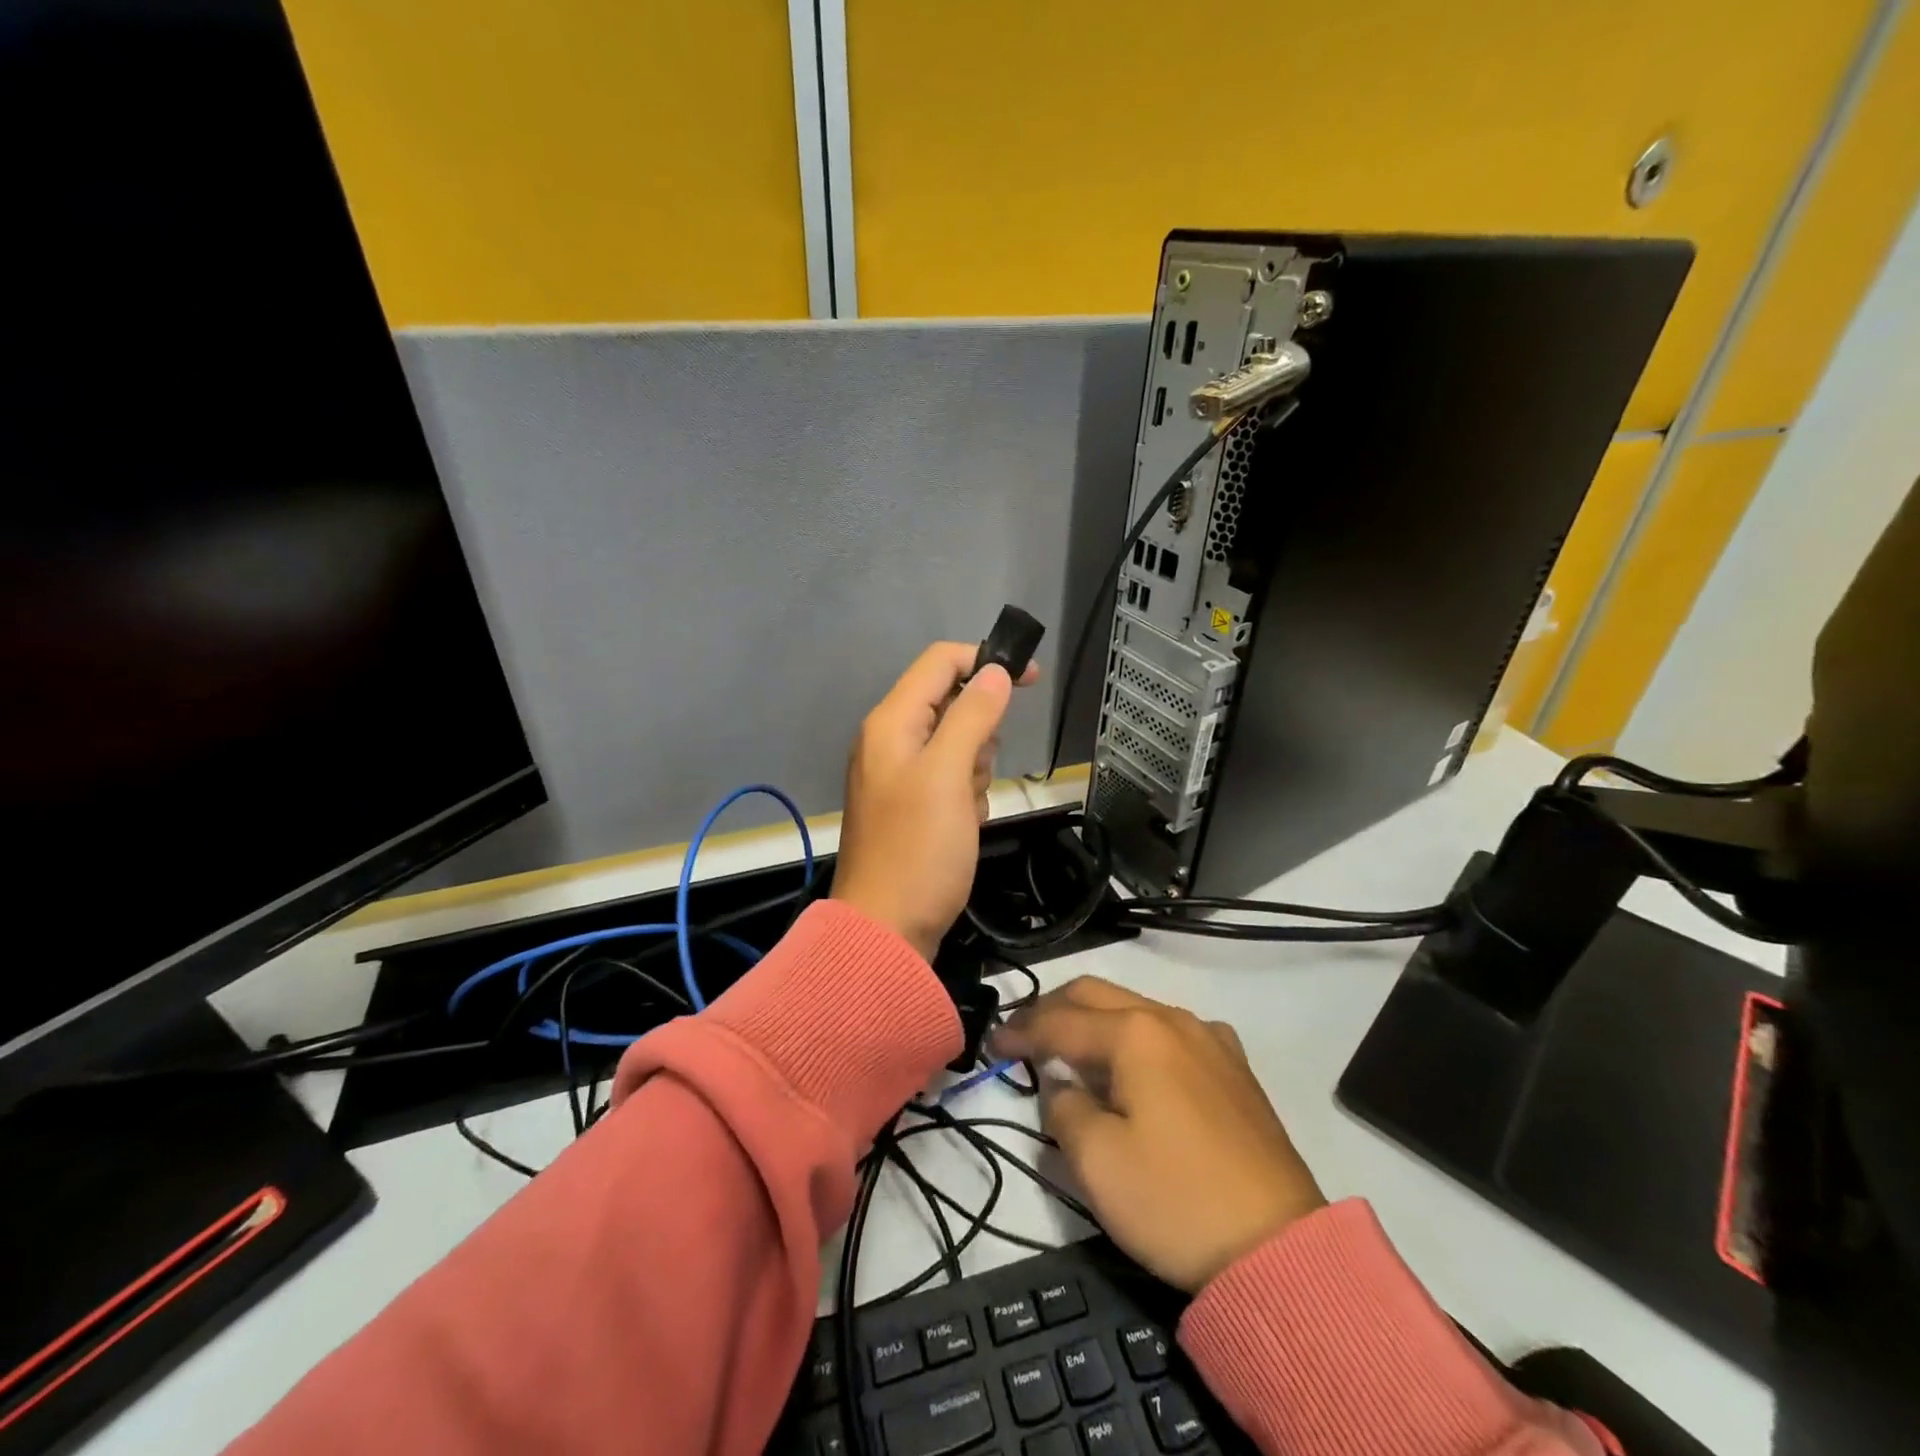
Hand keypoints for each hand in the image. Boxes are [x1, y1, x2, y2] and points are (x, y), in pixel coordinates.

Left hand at [831, 642, 1037, 961]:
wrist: (887, 930)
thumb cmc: (919, 849)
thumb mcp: (949, 775)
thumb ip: (972, 716)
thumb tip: (995, 672)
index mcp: (891, 723)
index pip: (940, 663)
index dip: (985, 662)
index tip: (1032, 680)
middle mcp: (889, 741)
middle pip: (950, 704)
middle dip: (980, 733)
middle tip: (977, 773)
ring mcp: (898, 775)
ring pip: (956, 745)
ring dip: (975, 770)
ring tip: (967, 807)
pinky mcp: (911, 806)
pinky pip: (950, 780)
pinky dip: (966, 796)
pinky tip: (963, 826)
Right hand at [993, 976, 1325, 1292]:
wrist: (1281, 1251)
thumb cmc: (1176, 1201)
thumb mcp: (1097, 1162)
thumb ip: (1063, 1108)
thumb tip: (1062, 1085)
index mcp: (1136, 1033)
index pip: (1061, 1020)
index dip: (1021, 1030)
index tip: (993, 1044)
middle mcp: (1173, 1019)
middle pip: (1097, 996)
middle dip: (1054, 1010)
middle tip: (1025, 1037)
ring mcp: (1210, 1040)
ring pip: (1136, 1010)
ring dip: (1096, 1024)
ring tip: (1072, 1055)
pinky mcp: (1235, 1068)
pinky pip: (1170, 1034)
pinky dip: (1136, 1040)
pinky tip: (1134, 1071)